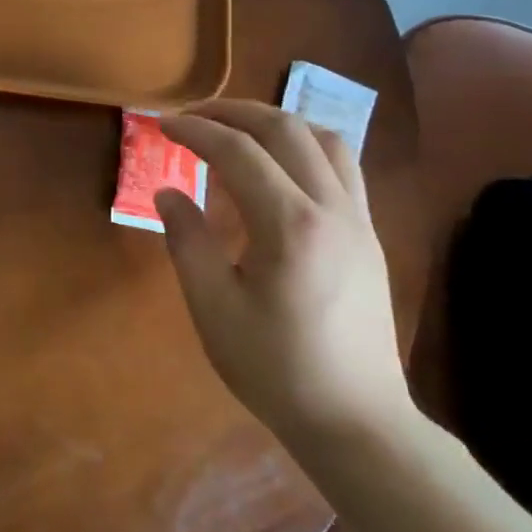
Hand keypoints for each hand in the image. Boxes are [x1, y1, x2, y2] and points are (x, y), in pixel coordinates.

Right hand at [155, 101, 411, 446]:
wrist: (355, 419)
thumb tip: (167, 193)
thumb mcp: (213, 308)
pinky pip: (342, 167)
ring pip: (325, 139)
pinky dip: (305, 146)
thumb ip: (187, 241)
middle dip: (234, 112)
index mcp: (290, 226)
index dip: (196, 131)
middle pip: (286, 130)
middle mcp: (331, 209)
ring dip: (276, 122)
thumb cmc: (275, 368)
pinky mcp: (368, 235)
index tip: (163, 126)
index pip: (239, 152)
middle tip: (193, 116)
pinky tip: (279, 167)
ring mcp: (358, 220)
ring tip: (237, 130)